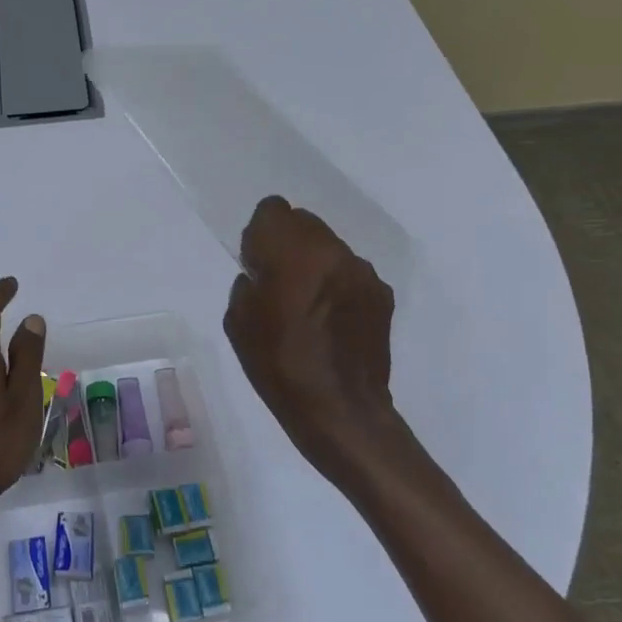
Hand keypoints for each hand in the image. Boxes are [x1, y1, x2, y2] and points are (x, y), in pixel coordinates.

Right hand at [223, 196, 411, 499]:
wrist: (341, 412)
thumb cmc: (279, 365)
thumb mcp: (238, 322)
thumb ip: (248, 282)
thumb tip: (263, 274)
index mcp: (293, 252)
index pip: (273, 209)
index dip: (260, 233)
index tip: (257, 262)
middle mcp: (333, 251)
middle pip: (304, 223)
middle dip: (288, 244)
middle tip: (280, 283)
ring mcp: (362, 272)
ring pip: (329, 248)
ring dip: (315, 264)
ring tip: (308, 306)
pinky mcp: (382, 295)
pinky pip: (350, 274)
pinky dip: (338, 286)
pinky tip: (332, 322)